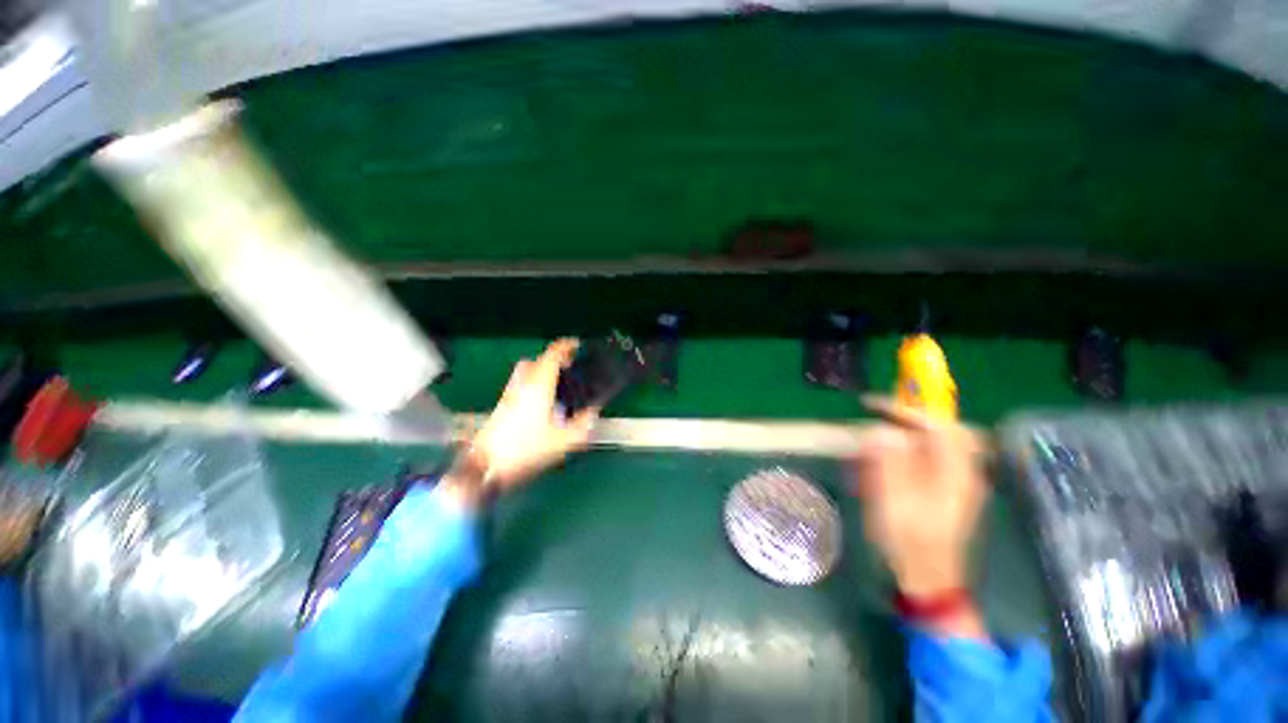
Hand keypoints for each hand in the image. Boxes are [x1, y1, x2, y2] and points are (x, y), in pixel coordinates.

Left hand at [442, 339, 598, 508]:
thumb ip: (582, 426)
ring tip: (558, 384)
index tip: (578, 345)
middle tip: (569, 367)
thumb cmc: (525, 450)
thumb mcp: (563, 442)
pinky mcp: (502, 405)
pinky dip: (534, 383)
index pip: (551, 355)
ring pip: (526, 371)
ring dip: (542, 370)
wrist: (485, 467)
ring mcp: (509, 394)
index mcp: (538, 386)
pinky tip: (543, 402)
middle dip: (553, 359)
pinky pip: (521, 383)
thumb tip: (593, 413)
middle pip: (536, 360)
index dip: (566, 346)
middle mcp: (522, 384)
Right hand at [851, 396, 990, 621]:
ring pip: (932, 443)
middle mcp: (962, 473)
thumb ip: (889, 464)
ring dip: (902, 434)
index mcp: (955, 474)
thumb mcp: (893, 503)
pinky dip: (903, 451)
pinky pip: (926, 458)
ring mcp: (955, 482)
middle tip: (874, 417)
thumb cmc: (909, 543)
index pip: (938, 425)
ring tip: (873, 441)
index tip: (872, 406)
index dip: (905, 410)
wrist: (927, 580)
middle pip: (939, 430)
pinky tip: (883, 463)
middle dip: (906, 419)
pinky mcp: (944, 490)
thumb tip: (881, 431)